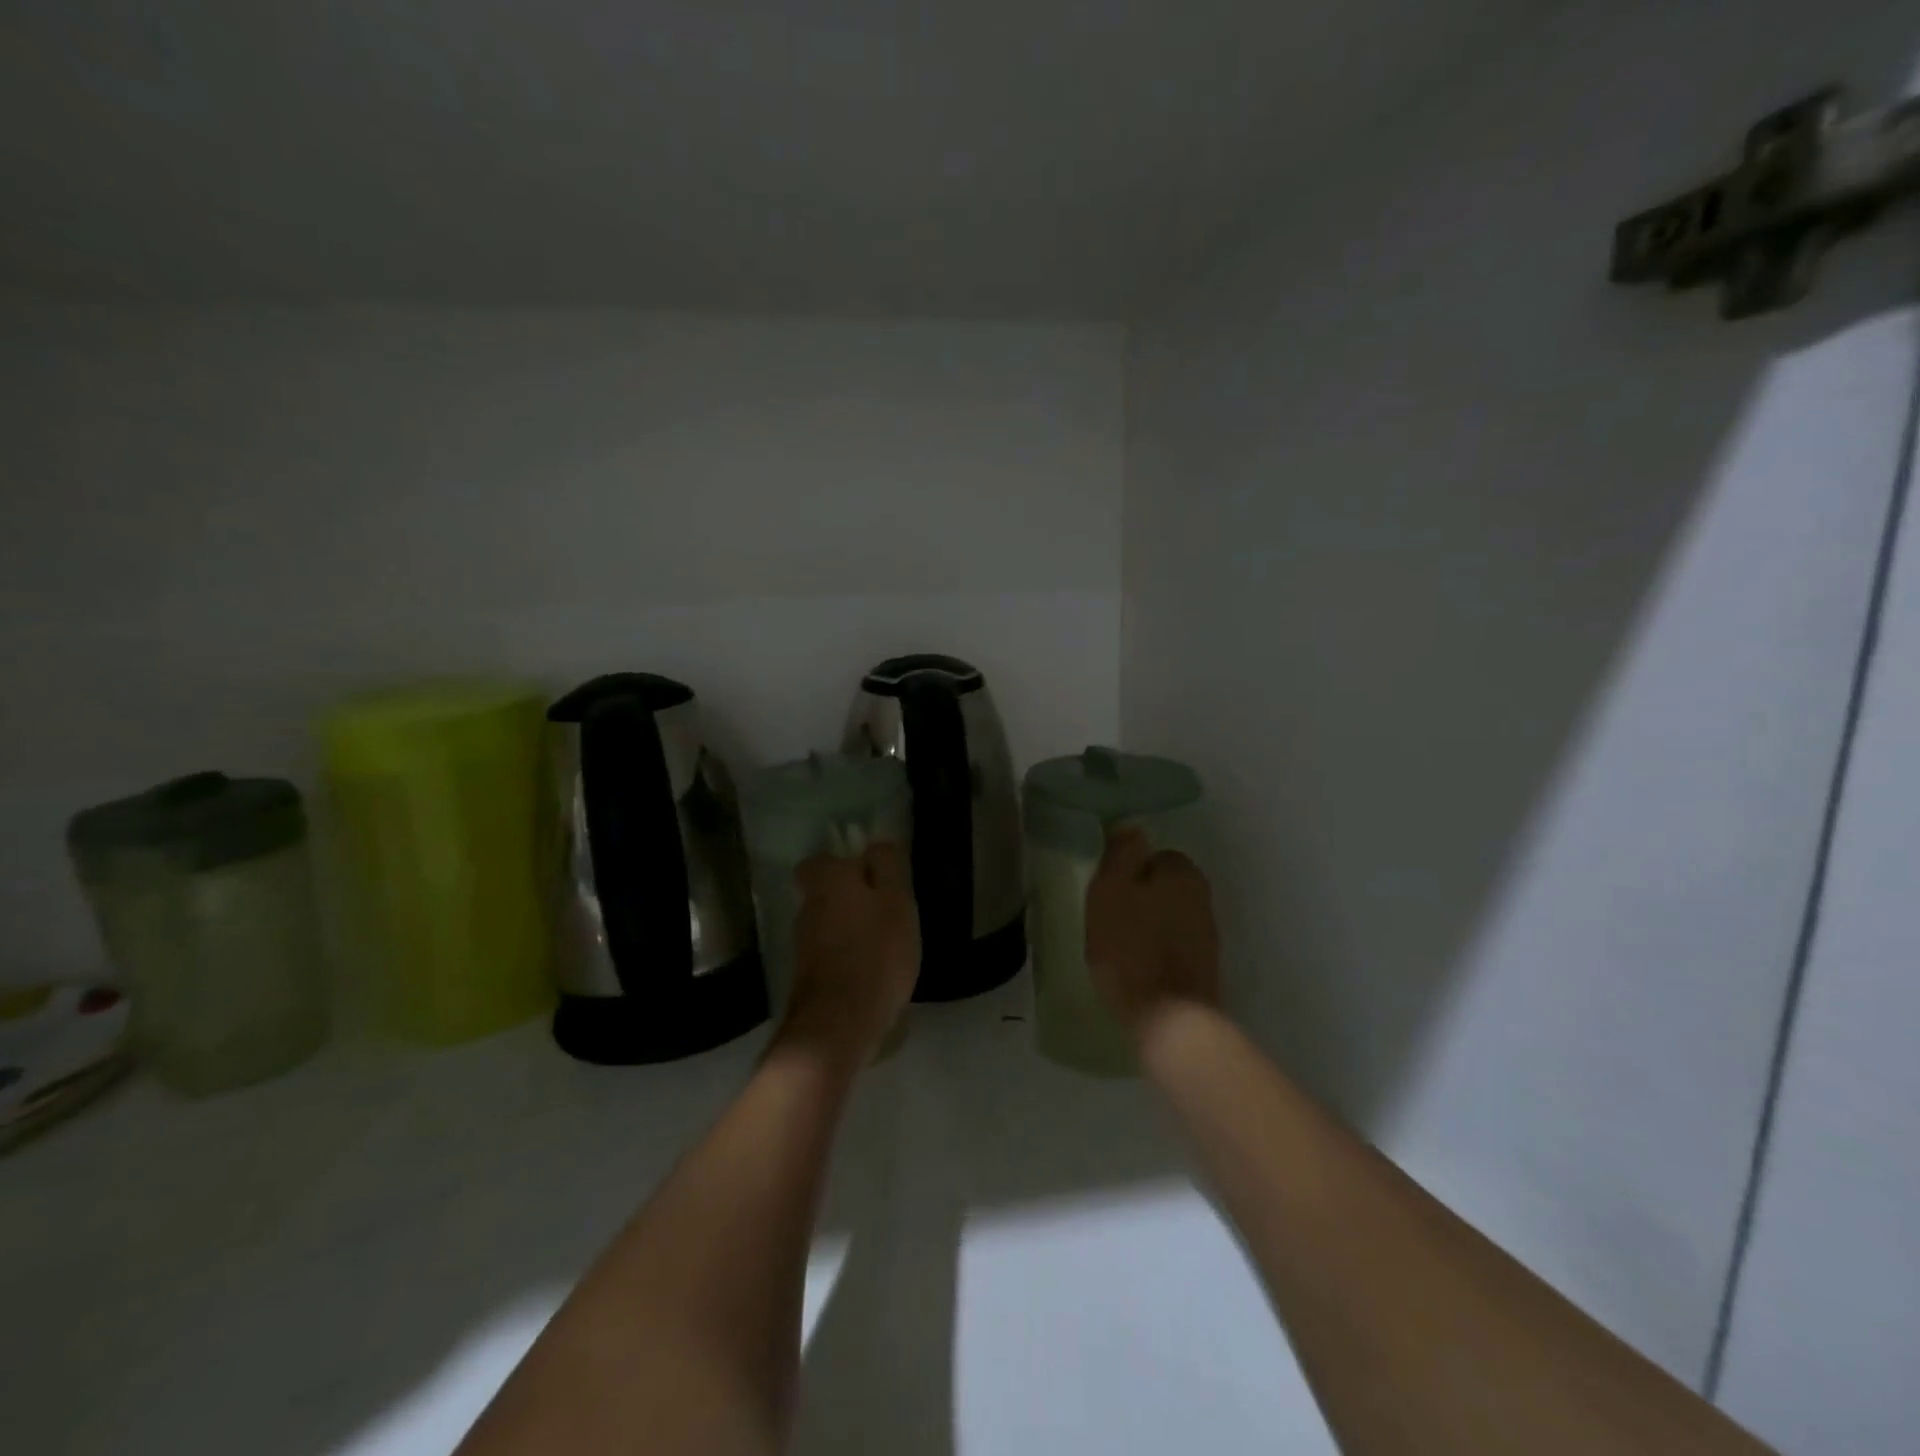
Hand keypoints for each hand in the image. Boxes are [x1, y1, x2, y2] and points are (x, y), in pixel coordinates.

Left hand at [777, 841, 919, 1066]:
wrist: (839, 1024)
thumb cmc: (876, 952)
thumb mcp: (897, 901)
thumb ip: (888, 867)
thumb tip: (877, 843)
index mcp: (827, 880)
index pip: (822, 860)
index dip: (847, 865)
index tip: (874, 877)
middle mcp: (807, 907)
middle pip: (826, 892)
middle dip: (851, 899)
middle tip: (887, 913)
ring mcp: (803, 945)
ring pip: (829, 924)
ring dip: (852, 930)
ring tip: (886, 947)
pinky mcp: (807, 978)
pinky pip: (832, 954)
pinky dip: (849, 958)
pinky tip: (873, 973)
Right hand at [1085, 827, 1220, 1043]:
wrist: (1169, 1018)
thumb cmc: (1130, 946)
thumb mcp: (1111, 889)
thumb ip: (1122, 853)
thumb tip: (1132, 827)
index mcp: (1183, 872)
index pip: (1153, 855)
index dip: (1127, 871)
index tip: (1107, 892)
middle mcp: (1203, 897)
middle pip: (1162, 886)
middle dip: (1140, 898)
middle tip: (1109, 918)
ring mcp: (1207, 935)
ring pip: (1168, 917)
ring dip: (1147, 926)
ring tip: (1119, 946)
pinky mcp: (1204, 969)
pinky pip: (1172, 946)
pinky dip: (1156, 951)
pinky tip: (1137, 967)